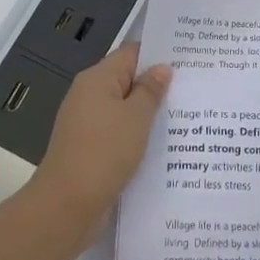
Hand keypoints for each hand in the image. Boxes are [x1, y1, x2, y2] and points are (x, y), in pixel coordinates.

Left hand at [32, 44, 172, 226]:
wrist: (67, 205)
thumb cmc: (104, 152)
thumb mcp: (136, 118)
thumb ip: (150, 90)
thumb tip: (161, 68)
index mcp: (97, 79)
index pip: (131, 53)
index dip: (158, 54)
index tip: (188, 59)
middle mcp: (88, 95)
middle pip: (127, 80)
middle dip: (156, 85)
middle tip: (193, 88)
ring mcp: (86, 123)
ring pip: (124, 109)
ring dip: (148, 113)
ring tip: (184, 116)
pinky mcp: (89, 148)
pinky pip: (118, 131)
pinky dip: (137, 134)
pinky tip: (161, 144)